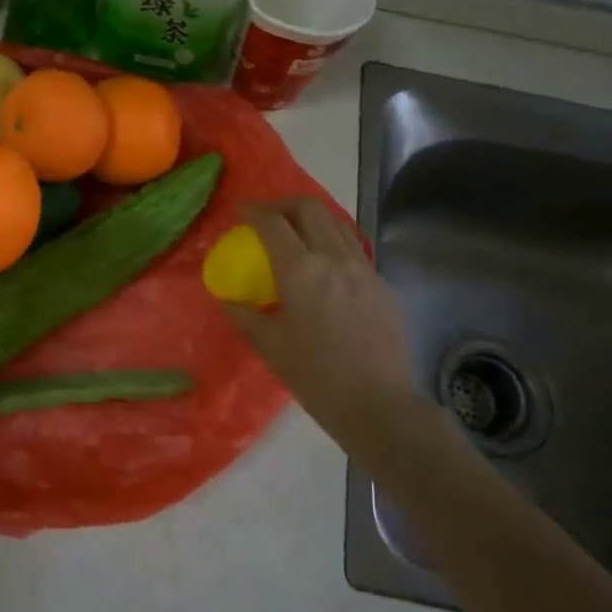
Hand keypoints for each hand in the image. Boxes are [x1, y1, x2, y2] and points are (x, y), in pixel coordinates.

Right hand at [223, 199, 443, 449]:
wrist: (378, 405)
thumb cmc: (315, 377)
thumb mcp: (269, 346)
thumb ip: (245, 315)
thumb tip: (228, 299)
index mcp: (300, 270)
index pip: (273, 223)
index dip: (254, 212)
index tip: (241, 212)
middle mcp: (334, 259)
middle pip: (310, 209)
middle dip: (285, 205)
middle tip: (270, 218)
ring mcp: (364, 270)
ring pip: (338, 224)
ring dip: (314, 220)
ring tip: (299, 236)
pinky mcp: (383, 286)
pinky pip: (355, 251)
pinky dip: (335, 246)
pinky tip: (328, 271)